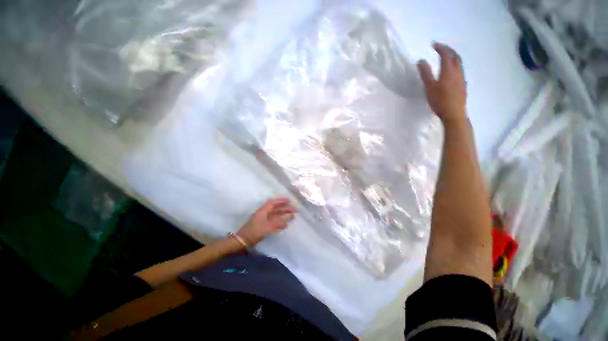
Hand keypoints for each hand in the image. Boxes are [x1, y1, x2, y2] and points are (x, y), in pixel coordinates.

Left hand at [237, 198, 297, 245]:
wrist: (243, 241)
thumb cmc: (255, 232)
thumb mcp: (268, 226)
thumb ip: (280, 221)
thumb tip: (291, 216)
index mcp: (263, 211)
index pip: (273, 203)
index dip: (281, 201)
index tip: (290, 201)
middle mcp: (263, 213)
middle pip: (276, 208)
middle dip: (285, 208)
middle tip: (295, 210)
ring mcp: (263, 219)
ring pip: (275, 214)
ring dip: (284, 214)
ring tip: (292, 216)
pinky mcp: (263, 225)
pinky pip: (274, 221)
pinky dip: (280, 221)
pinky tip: (285, 224)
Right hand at [417, 42, 467, 123]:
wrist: (454, 114)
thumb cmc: (440, 101)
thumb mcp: (429, 88)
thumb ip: (425, 74)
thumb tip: (421, 61)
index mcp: (448, 71)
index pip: (445, 54)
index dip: (440, 47)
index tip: (434, 44)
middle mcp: (457, 72)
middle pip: (455, 56)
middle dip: (449, 49)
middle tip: (441, 47)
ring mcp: (462, 78)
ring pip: (459, 63)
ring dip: (453, 56)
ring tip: (447, 56)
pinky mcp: (463, 85)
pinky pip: (460, 70)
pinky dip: (455, 65)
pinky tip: (452, 70)